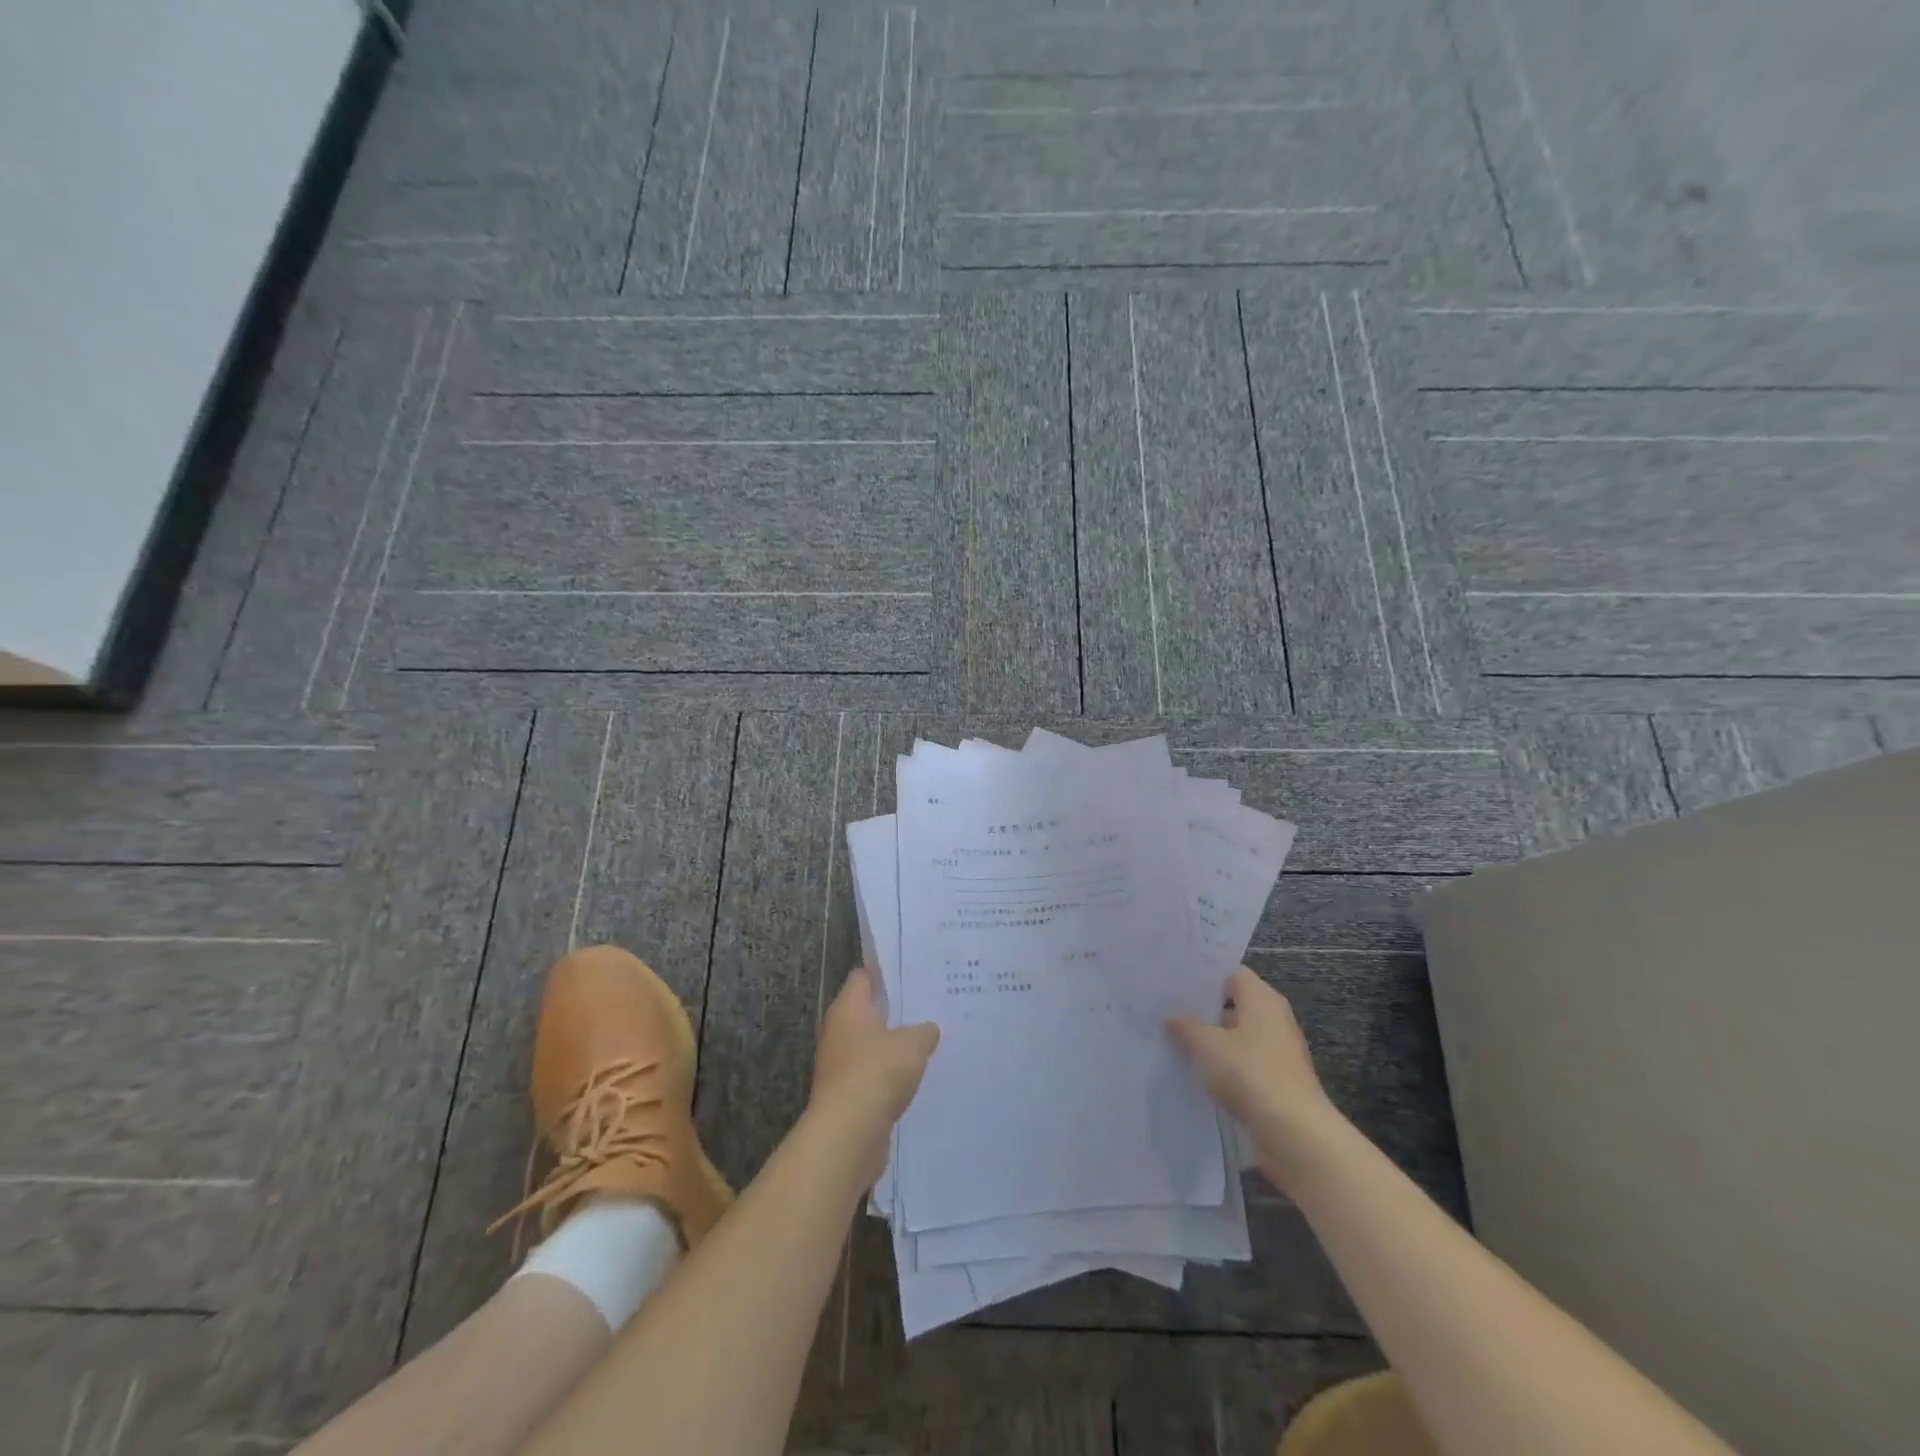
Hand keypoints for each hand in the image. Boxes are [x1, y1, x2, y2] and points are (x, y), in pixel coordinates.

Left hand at [812, 967, 939, 1126]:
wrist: (848, 1134)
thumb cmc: (877, 1072)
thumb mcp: (912, 1044)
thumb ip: (924, 1031)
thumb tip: (928, 1028)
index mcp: (848, 1008)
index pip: (863, 978)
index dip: (886, 974)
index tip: (912, 975)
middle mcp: (837, 1031)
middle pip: (866, 1012)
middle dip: (894, 1012)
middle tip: (926, 1009)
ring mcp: (838, 1065)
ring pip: (870, 1046)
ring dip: (892, 1048)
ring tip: (926, 1043)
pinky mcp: (845, 1095)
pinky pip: (871, 1076)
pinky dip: (888, 1077)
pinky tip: (913, 1079)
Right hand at [1168, 968, 1344, 1181]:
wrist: (1294, 1133)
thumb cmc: (1249, 1073)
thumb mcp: (1207, 1044)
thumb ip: (1187, 1025)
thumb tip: (1172, 1016)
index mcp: (1262, 999)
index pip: (1232, 973)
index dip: (1205, 975)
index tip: (1176, 982)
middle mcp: (1275, 1018)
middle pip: (1236, 1004)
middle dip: (1205, 1008)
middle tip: (1169, 1010)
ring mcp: (1279, 1052)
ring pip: (1240, 1036)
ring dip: (1215, 1039)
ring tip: (1177, 1040)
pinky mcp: (1279, 1081)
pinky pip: (1246, 1063)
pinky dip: (1226, 1065)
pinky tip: (1200, 1072)